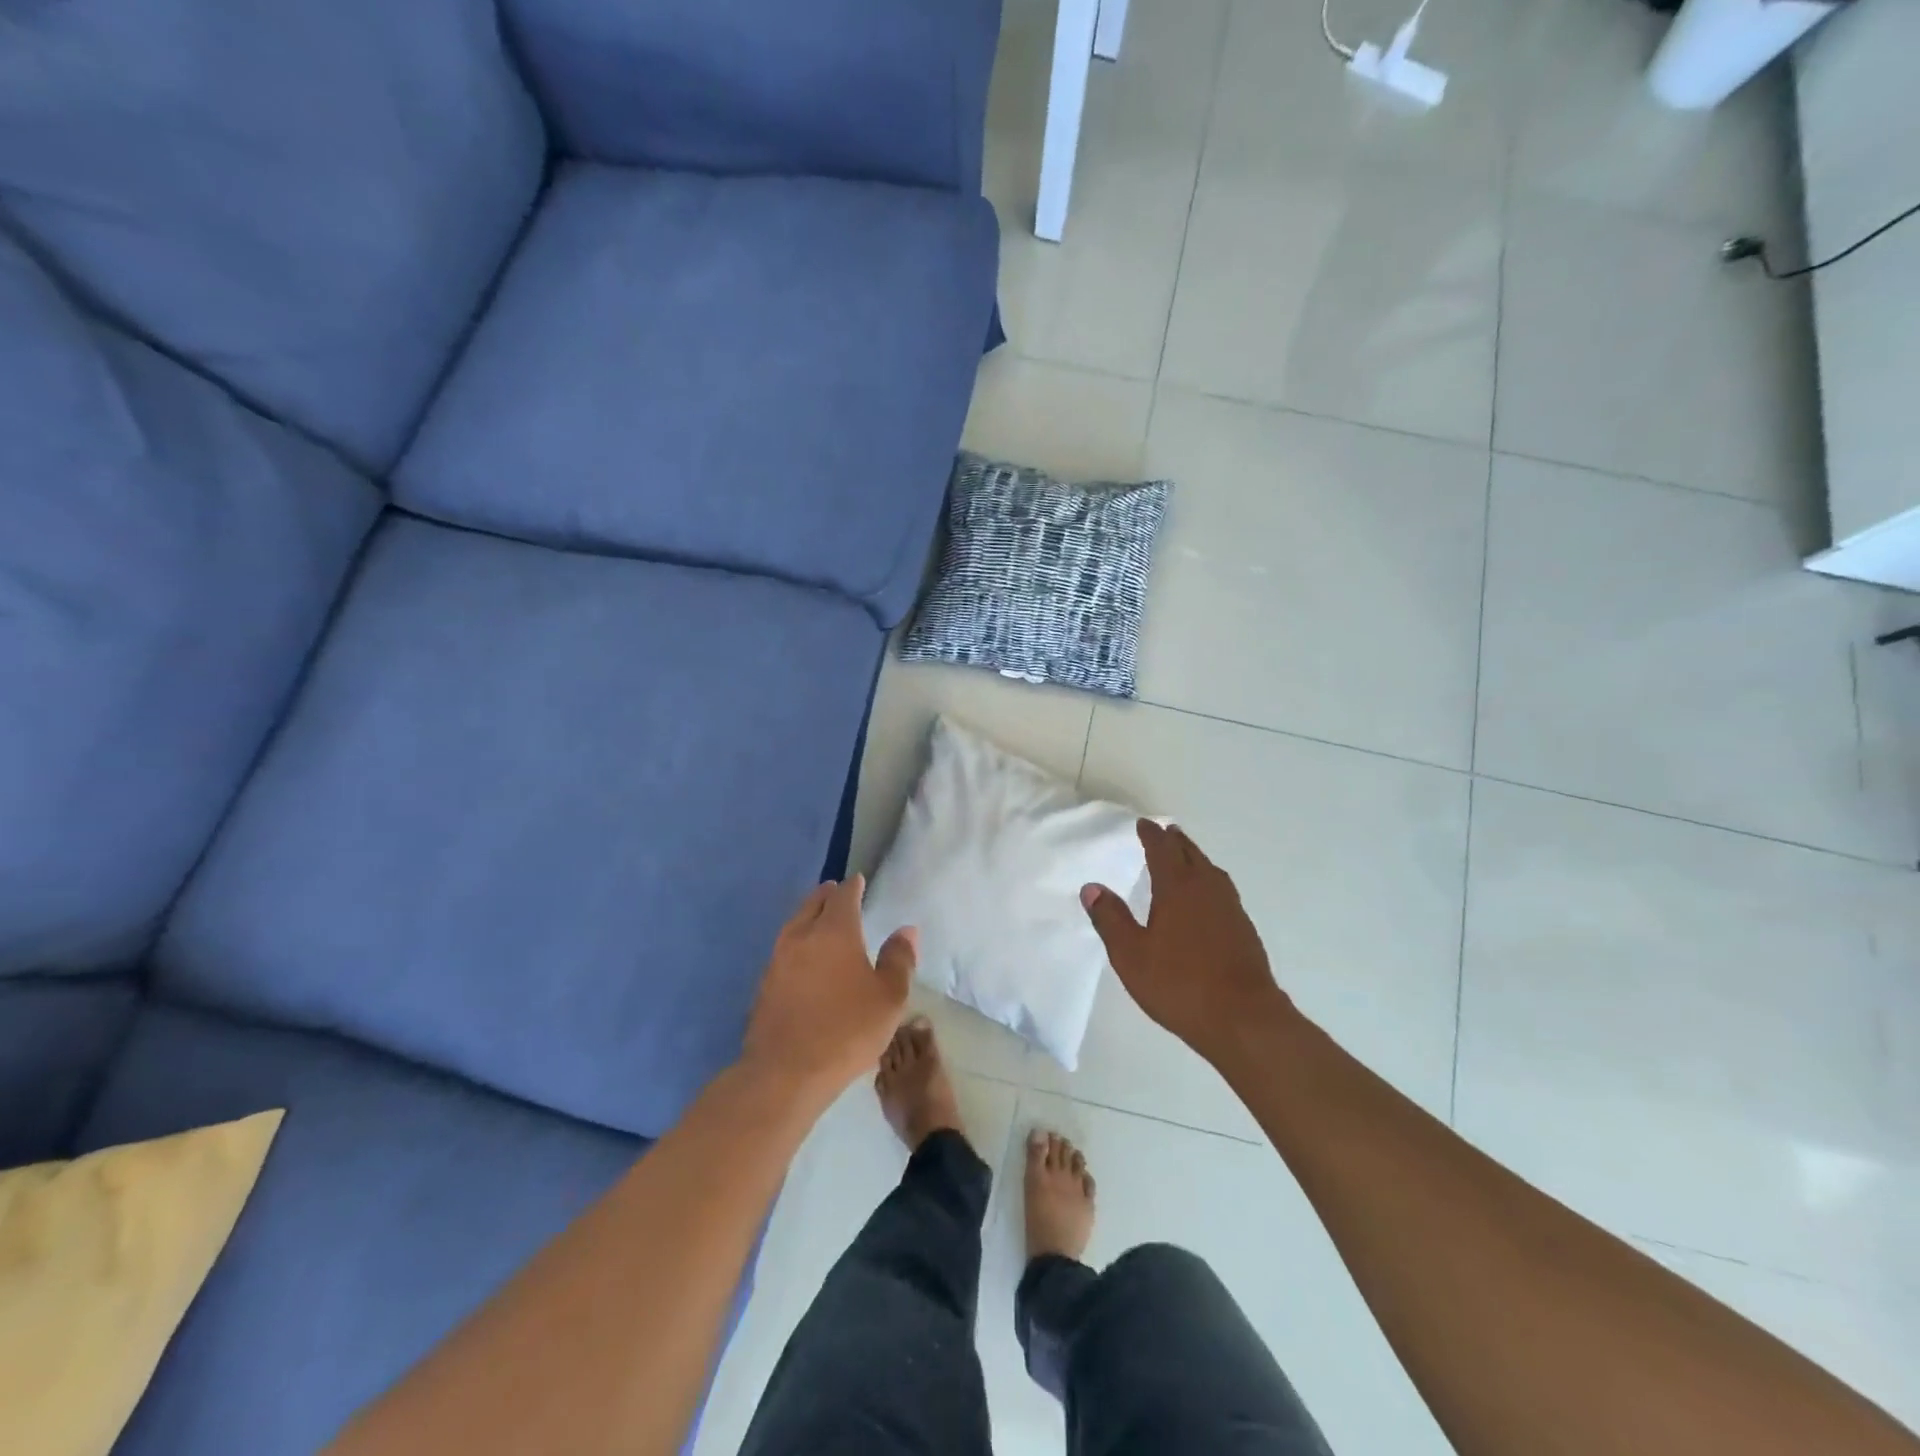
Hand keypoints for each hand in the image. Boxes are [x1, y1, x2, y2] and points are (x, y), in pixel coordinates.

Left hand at [741, 876, 916, 1108]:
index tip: (857, 881)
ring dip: (807, 916)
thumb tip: (906, 929)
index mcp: (834, 931)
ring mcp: (777, 960)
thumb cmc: (846, 1030)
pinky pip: (783, 950)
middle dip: (826, 895)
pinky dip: (796, 943)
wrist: (785, 1073)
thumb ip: (899, 959)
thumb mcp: (889, 997)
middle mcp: (802, 936)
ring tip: (818, 919)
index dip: (852, 887)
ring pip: (794, 925)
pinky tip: (802, 957)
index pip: (843, 896)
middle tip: (835, 891)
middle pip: (812, 904)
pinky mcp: (764, 985)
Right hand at [1081, 820, 1288, 1063]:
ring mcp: (1230, 908)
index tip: (1143, 824)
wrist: (1244, 1019)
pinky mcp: (1244, 929)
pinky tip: (1205, 899)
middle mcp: (1207, 889)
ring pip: (1210, 870)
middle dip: (1175, 841)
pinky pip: (1222, 890)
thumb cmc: (1180, 985)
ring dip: (1194, 858)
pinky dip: (1208, 881)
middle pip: (1190, 854)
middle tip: (1164, 832)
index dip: (1151, 835)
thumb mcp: (1131, 955)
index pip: (1162, 850)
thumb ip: (1110, 919)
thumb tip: (1091, 887)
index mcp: (1178, 888)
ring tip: (1184, 858)